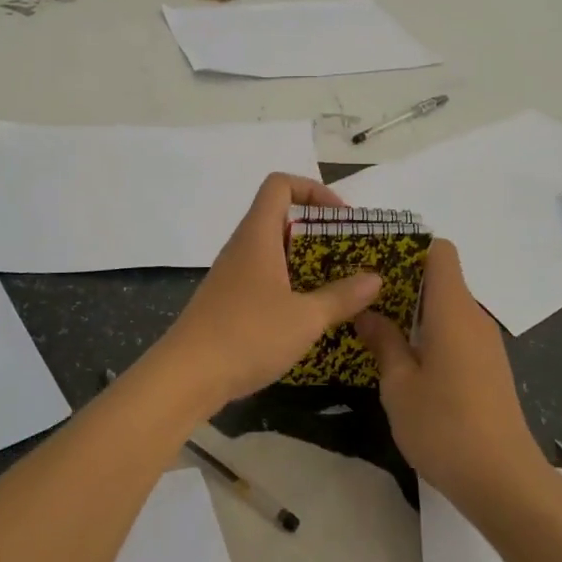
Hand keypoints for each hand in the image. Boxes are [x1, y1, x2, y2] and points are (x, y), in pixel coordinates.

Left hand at [153, 174, 382, 413]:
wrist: (186, 376)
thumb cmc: (248, 335)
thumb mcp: (305, 318)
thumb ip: (342, 296)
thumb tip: (375, 278)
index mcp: (257, 235)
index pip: (279, 185)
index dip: (313, 189)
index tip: (341, 218)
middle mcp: (242, 246)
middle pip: (279, 216)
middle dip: (317, 230)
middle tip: (348, 255)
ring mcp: (231, 274)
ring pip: (271, 250)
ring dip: (304, 260)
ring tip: (336, 285)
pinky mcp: (227, 300)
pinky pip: (263, 276)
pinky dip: (288, 283)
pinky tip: (306, 313)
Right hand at [356, 240, 547, 513]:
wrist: (505, 482)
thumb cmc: (445, 427)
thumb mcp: (399, 386)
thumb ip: (383, 342)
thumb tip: (367, 313)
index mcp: (453, 310)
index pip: (440, 252)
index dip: (410, 248)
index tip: (376, 262)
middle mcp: (474, 317)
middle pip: (442, 278)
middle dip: (403, 282)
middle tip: (363, 297)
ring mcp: (486, 344)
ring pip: (448, 308)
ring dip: (416, 312)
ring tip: (377, 327)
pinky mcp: (490, 368)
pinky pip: (457, 332)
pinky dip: (432, 334)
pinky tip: (407, 361)